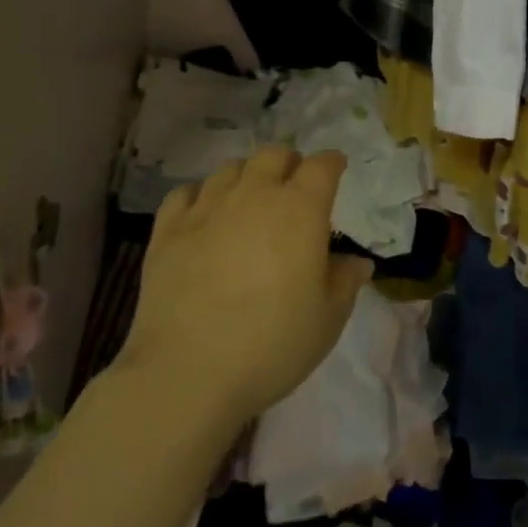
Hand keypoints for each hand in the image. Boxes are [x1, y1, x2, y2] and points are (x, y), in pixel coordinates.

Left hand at [117, 145, 373, 428]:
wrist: (188, 372)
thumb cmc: (271, 345)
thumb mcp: (327, 321)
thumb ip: (345, 282)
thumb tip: (358, 262)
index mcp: (300, 209)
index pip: (322, 166)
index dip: (332, 164)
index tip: (336, 169)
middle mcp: (255, 194)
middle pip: (274, 155)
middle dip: (288, 163)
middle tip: (292, 186)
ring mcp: (208, 206)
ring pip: (230, 168)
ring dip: (246, 176)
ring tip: (248, 200)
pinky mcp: (169, 227)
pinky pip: (185, 192)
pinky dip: (200, 196)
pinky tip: (202, 215)